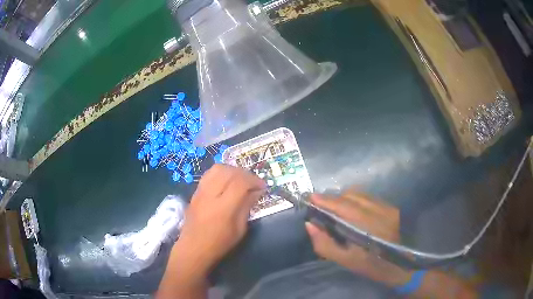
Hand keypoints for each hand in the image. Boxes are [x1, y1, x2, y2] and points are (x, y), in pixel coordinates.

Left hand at [158, 165, 265, 298]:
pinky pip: (209, 174)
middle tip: (252, 182)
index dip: (254, 181)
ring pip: (217, 168)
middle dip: (244, 173)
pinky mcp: (195, 192)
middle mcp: (210, 195)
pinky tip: (226, 182)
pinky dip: (221, 173)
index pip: (240, 182)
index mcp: (224, 207)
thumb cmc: (219, 243)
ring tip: (240, 180)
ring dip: (232, 170)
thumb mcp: (239, 229)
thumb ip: (247, 207)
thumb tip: (256, 191)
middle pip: (228, 171)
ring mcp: (200, 191)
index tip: (262, 187)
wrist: (193, 248)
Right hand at [305, 191, 411, 286]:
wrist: (399, 265)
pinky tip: (351, 208)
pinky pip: (368, 197)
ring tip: (334, 206)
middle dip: (332, 198)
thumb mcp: (345, 260)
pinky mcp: (391, 207)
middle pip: (351, 196)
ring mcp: (387, 207)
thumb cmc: (370, 265)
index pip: (343, 206)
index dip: (325, 200)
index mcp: (367, 227)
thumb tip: (310, 224)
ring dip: (344, 198)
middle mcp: (378, 211)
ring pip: (360, 194)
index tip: (310, 198)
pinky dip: (356, 199)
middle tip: (319, 204)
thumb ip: (325, 244)